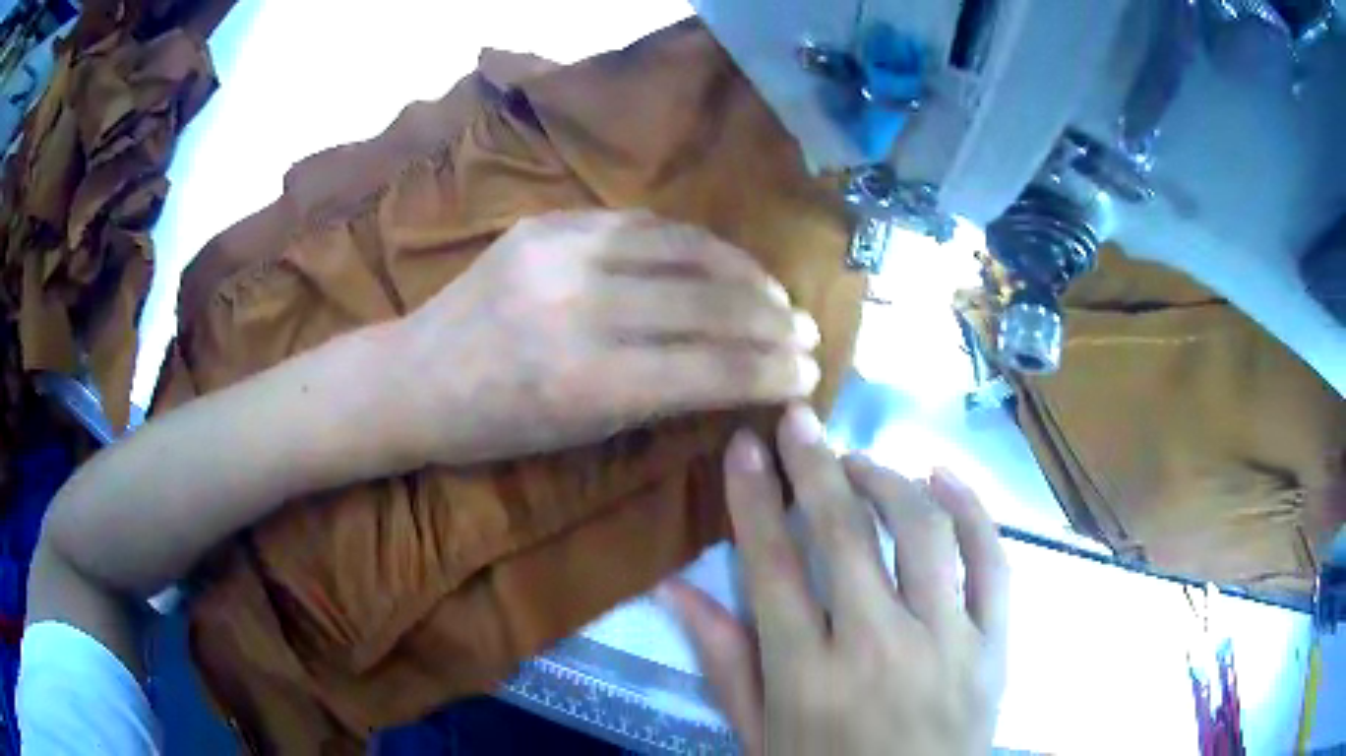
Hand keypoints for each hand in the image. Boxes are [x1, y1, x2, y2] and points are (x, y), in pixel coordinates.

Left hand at [397, 210, 820, 464]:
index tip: (810, 372)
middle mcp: (579, 309)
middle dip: (772, 321)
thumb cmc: (494, 429)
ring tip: (777, 292)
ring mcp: (560, 253)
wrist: (415, 376)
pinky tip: (721, 258)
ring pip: (682, 249)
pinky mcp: (547, 222)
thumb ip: (662, 399)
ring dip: (744, 272)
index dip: (770, 371)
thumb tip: (737, 374)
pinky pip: (640, 222)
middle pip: (707, 304)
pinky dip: (692, 242)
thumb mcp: (580, 436)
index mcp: (585, 383)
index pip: (709, 370)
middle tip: (808, 331)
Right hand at [661, 405, 1009, 755]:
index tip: (746, 446)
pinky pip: (992, 560)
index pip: (772, 567)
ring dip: (887, 481)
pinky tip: (943, 475)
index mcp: (809, 677)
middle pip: (845, 534)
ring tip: (861, 462)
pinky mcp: (994, 644)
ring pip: (922, 531)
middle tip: (800, 421)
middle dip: (816, 466)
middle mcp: (879, 648)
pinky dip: (971, 507)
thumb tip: (675, 589)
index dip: (754, 499)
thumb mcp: (760, 736)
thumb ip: (724, 663)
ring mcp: (948, 642)